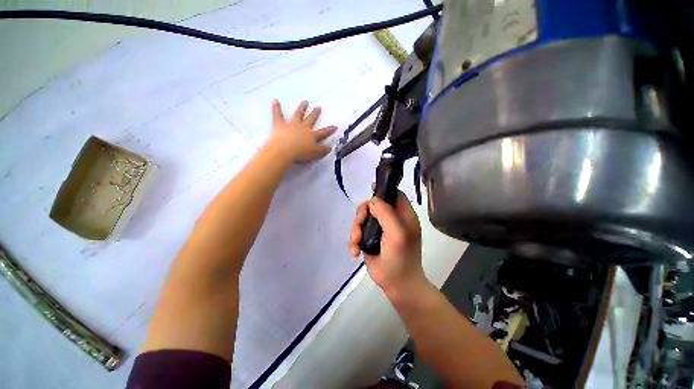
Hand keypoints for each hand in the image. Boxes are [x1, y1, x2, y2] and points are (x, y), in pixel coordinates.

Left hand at [265, 100, 336, 162]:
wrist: (284, 150)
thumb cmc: (301, 153)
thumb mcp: (315, 154)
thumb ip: (323, 150)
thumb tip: (330, 147)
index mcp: (312, 135)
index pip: (323, 132)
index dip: (330, 130)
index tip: (335, 126)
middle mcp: (303, 128)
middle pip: (311, 119)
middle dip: (315, 114)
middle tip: (318, 107)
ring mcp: (292, 125)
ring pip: (298, 114)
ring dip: (302, 108)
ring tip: (305, 102)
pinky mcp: (280, 125)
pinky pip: (278, 115)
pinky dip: (277, 108)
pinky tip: (276, 101)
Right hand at [348, 192, 426, 294]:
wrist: (397, 286)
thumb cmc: (401, 260)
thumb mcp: (397, 234)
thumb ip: (386, 214)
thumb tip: (373, 201)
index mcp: (403, 216)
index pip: (394, 195)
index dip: (383, 190)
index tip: (370, 191)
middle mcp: (391, 220)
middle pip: (373, 206)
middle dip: (362, 215)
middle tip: (358, 228)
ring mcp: (380, 229)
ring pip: (362, 218)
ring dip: (355, 230)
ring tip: (356, 243)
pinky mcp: (370, 239)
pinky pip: (358, 232)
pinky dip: (354, 240)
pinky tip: (355, 251)